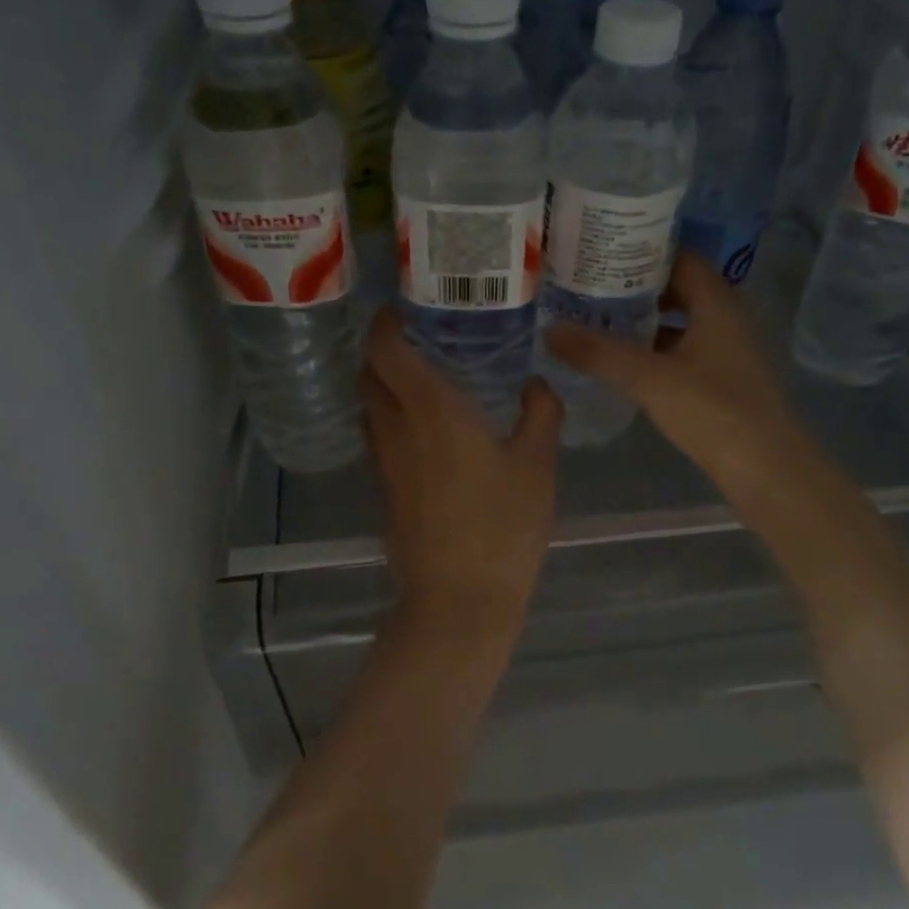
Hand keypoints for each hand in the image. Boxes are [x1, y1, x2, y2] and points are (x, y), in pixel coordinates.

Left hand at [360, 310, 562, 651]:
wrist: (459, 599)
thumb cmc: (503, 526)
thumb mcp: (537, 465)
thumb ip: (540, 414)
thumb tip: (536, 384)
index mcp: (431, 409)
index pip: (386, 348)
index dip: (386, 322)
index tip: (404, 309)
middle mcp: (396, 428)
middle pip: (368, 374)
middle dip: (383, 350)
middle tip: (419, 340)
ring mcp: (384, 462)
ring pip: (369, 408)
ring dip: (384, 386)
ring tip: (423, 380)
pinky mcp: (385, 491)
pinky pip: (379, 438)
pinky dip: (392, 419)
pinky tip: (427, 430)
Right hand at [542, 253, 812, 518]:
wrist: (765, 468)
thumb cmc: (713, 411)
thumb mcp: (649, 378)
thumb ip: (599, 353)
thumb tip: (550, 330)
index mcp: (716, 303)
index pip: (679, 257)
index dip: (642, 249)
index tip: (600, 249)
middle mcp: (724, 318)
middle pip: (676, 287)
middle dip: (634, 285)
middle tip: (588, 284)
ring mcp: (724, 350)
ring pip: (678, 321)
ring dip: (642, 318)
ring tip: (595, 318)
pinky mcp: (720, 379)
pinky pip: (680, 349)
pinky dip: (652, 348)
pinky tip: (622, 360)